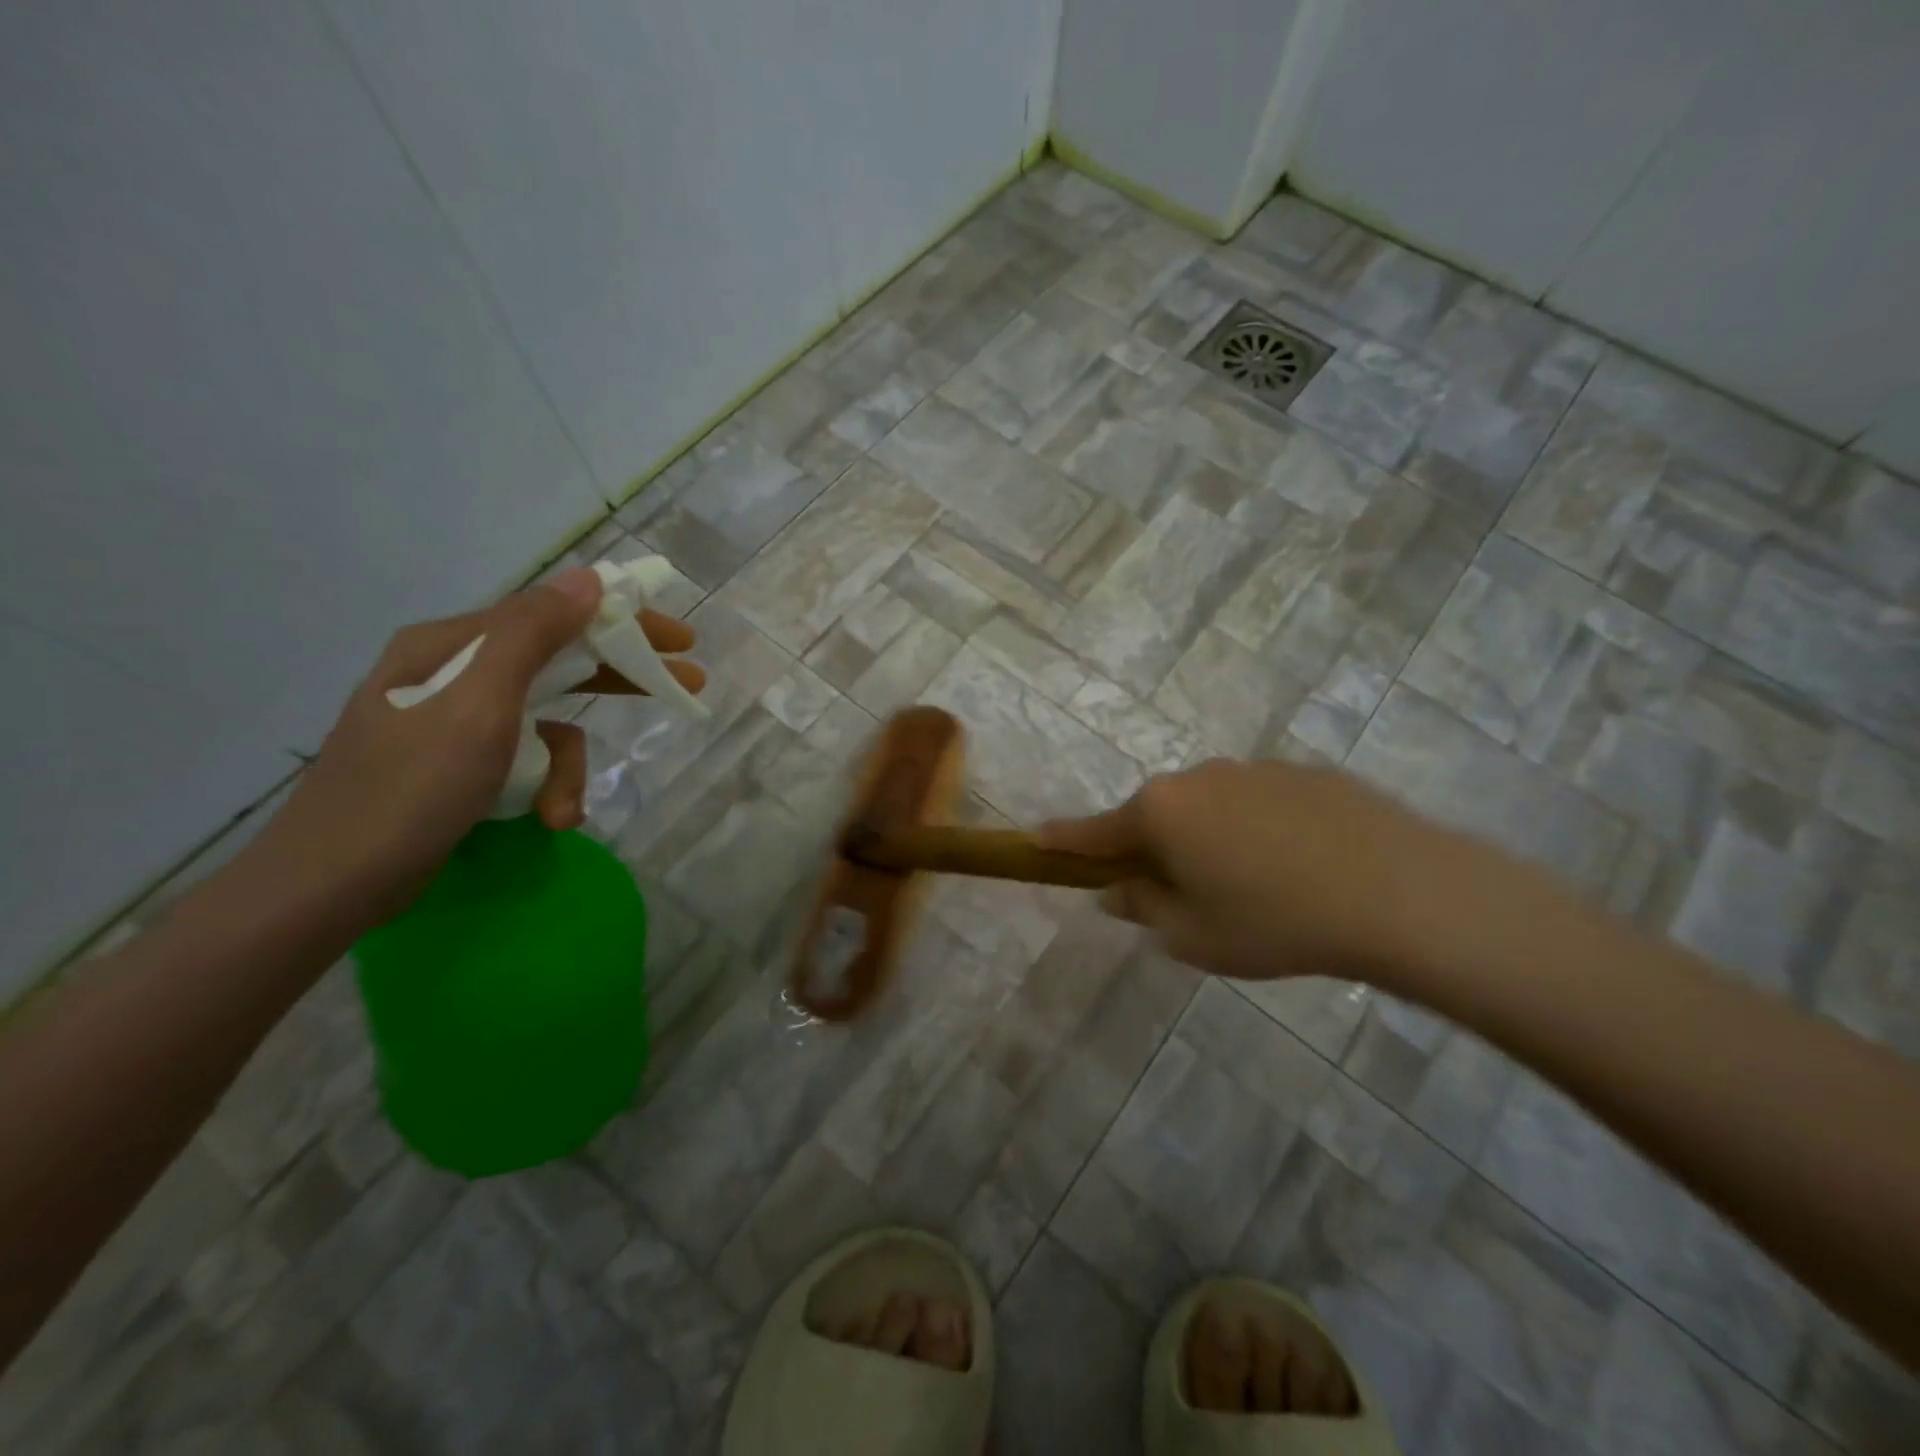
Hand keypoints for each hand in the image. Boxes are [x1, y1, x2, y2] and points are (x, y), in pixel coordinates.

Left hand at [254, 568, 702, 920]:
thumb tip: (589, 579)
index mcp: (453, 645)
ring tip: (563, 810)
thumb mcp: (479, 704)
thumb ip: (533, 635)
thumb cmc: (410, 787)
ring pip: (547, 722)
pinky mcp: (460, 764)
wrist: (332, 883)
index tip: (680, 638)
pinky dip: (544, 786)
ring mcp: (456, 721)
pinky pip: (526, 758)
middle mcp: (455, 672)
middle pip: (558, 661)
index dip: (622, 622)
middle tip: (684, 682)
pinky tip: (545, 818)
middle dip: (618, 676)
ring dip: (569, 766)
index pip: (553, 614)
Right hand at [1041, 758, 1499, 987]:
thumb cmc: (1274, 922)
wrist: (1399, 892)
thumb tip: (1115, 891)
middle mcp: (1198, 778)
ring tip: (1257, 890)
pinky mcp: (1305, 773)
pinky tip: (1301, 868)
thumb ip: (1143, 909)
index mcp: (1161, 813)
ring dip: (1211, 840)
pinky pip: (1260, 803)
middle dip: (1155, 850)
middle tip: (1181, 898)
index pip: (1094, 830)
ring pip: (1211, 808)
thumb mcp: (1192, 936)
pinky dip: (1260, 830)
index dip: (1064, 841)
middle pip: (1156, 816)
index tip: (1036, 839)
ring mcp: (1254, 769)